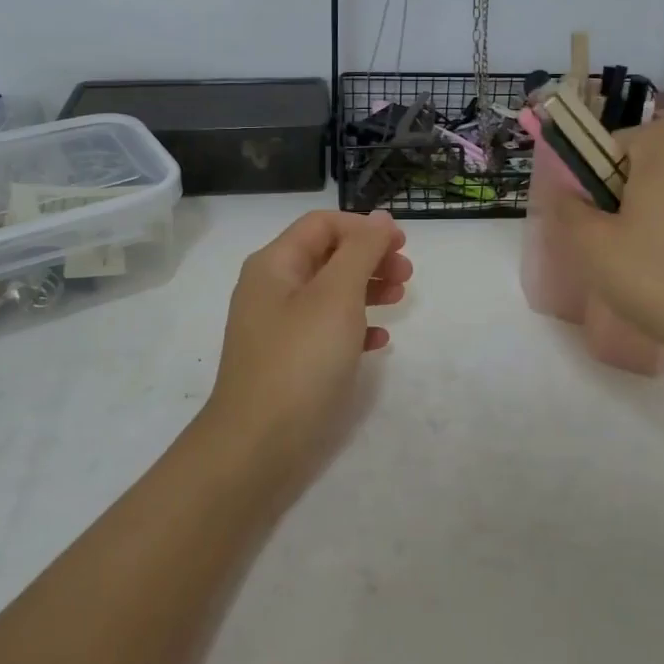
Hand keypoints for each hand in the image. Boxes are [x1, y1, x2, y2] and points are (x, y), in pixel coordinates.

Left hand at [200, 210, 411, 487]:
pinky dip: (354, 327)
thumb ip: (361, 251)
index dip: (364, 227)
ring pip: (329, 292)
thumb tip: (379, 219)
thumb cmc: (300, 360)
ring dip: (367, 289)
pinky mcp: (288, 361)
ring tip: (400, 301)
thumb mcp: (336, 296)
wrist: (257, 445)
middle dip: (370, 258)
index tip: (403, 244)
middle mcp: (272, 289)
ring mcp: (278, 327)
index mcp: (275, 264)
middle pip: (327, 256)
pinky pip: (325, 330)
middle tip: (406, 275)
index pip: (322, 224)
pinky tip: (379, 343)